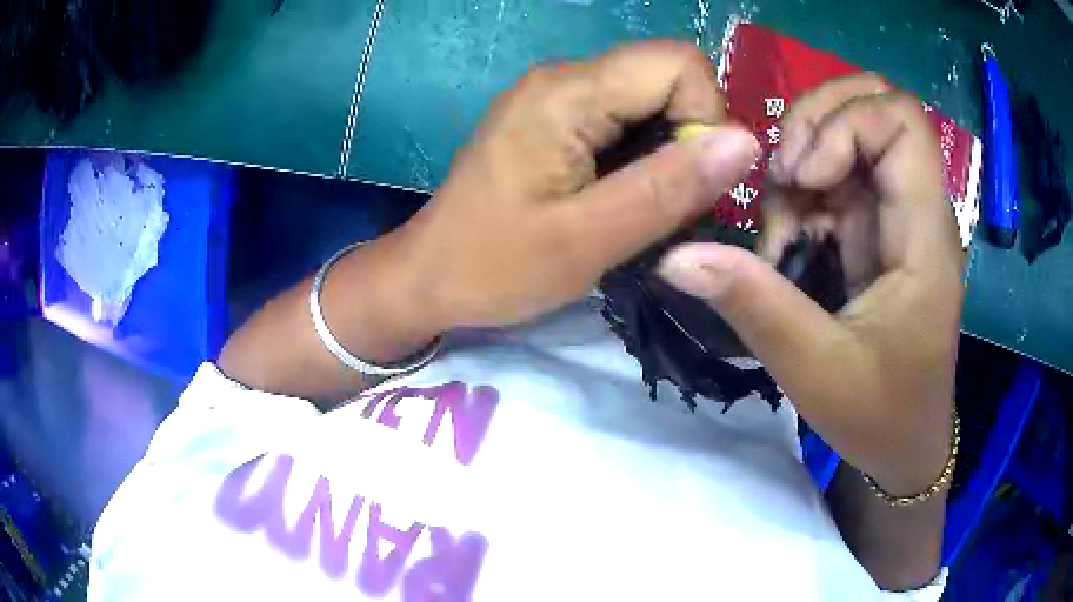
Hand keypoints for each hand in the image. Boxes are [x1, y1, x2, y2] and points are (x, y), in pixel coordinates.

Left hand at [396, 42, 758, 328]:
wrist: (429, 276)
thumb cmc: (496, 267)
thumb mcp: (589, 239)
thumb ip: (669, 187)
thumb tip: (745, 142)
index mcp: (567, 93)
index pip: (679, 63)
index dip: (706, 117)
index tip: (691, 181)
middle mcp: (562, 77)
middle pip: (666, 76)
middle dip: (688, 137)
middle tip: (666, 203)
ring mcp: (554, 94)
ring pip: (648, 98)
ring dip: (666, 150)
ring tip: (639, 206)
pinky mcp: (552, 117)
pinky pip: (621, 116)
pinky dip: (640, 153)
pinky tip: (619, 194)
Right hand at [658, 74, 962, 494]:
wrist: (905, 446)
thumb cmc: (879, 415)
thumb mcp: (816, 371)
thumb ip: (755, 306)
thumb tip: (676, 256)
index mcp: (924, 235)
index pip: (900, 120)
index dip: (844, 123)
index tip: (804, 179)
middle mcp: (915, 209)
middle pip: (873, 106)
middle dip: (816, 122)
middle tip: (784, 174)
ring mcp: (895, 215)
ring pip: (847, 133)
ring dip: (801, 163)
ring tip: (781, 229)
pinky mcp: (875, 229)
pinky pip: (835, 175)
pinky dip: (801, 194)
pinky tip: (788, 242)